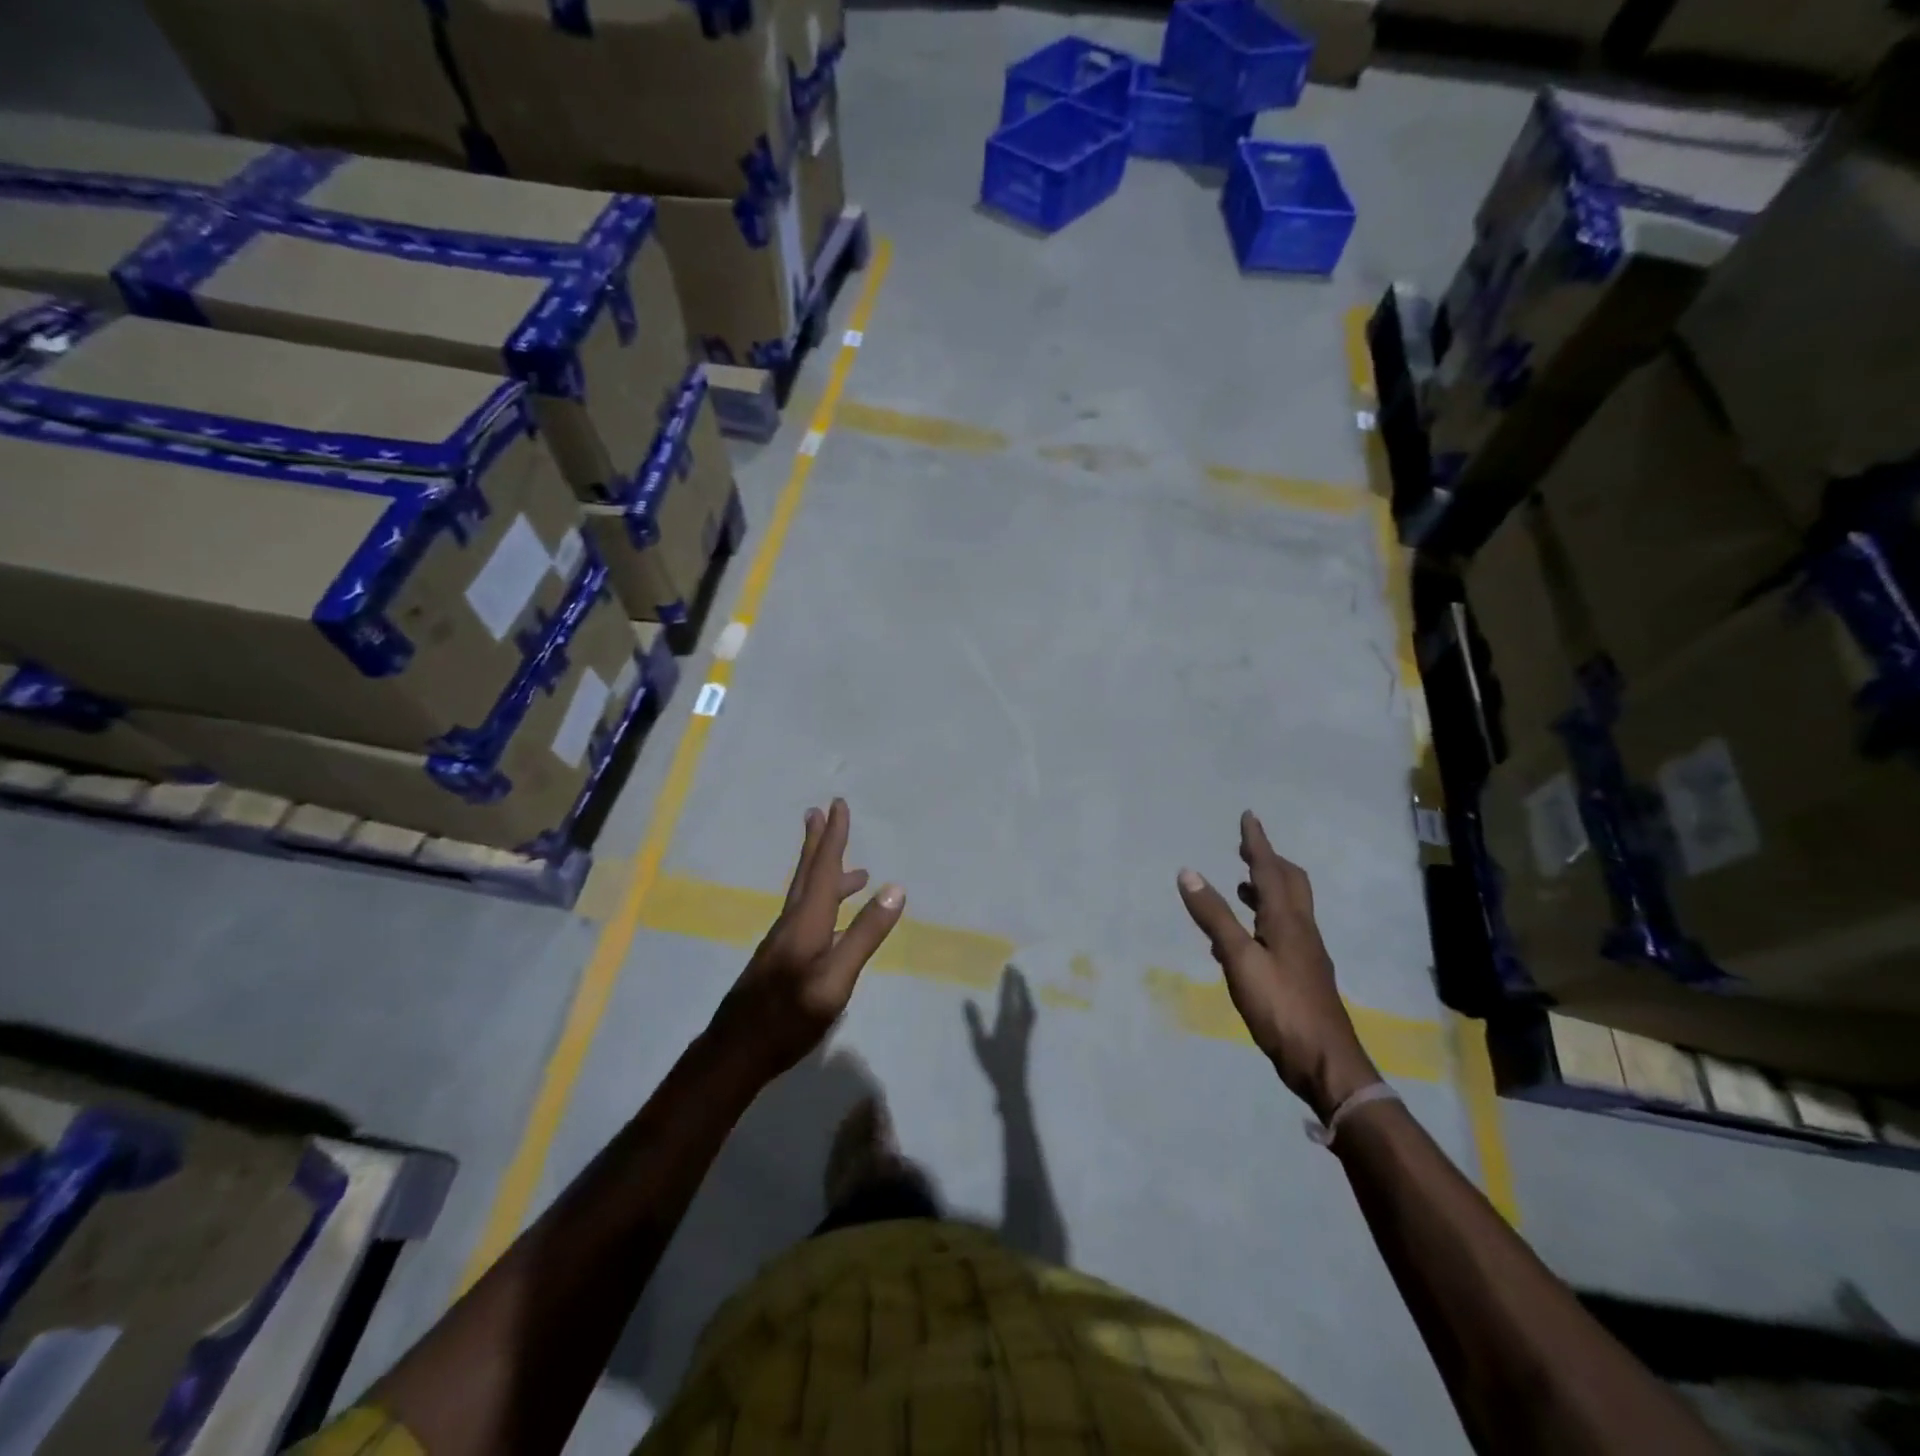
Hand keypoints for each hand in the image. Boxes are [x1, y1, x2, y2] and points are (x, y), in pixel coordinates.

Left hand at [710, 799, 904, 1082]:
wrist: (735, 1053)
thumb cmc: (789, 1017)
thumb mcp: (836, 979)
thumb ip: (865, 934)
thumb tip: (895, 888)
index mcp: (806, 921)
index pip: (824, 869)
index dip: (833, 837)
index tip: (837, 805)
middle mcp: (792, 923)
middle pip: (807, 875)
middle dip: (818, 844)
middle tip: (819, 813)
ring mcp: (783, 943)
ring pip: (807, 897)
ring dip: (826, 876)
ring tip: (856, 873)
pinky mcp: (781, 961)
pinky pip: (807, 916)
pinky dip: (825, 904)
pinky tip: (835, 922)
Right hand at [966, 970, 1035, 1106]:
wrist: (1013, 1087)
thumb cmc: (993, 1066)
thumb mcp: (979, 1044)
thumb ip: (974, 1021)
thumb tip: (967, 1000)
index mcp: (1007, 1022)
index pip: (1008, 996)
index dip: (1008, 981)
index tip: (1008, 966)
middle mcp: (1020, 1023)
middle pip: (1021, 997)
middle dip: (1019, 982)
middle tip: (1015, 968)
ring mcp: (1026, 1030)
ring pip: (1028, 1005)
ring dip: (1025, 991)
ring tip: (1021, 982)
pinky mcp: (1028, 1037)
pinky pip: (1030, 1014)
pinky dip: (1028, 1003)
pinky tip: (1025, 1005)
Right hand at [1177, 812, 1378, 1122]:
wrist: (1325, 1063)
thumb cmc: (1281, 1007)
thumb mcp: (1240, 960)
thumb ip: (1214, 917)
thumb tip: (1188, 872)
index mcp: (1288, 920)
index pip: (1271, 870)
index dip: (1258, 843)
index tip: (1249, 817)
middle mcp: (1301, 930)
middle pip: (1290, 885)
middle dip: (1268, 862)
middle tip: (1245, 850)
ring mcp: (1305, 954)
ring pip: (1287, 910)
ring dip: (1266, 891)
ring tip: (1241, 887)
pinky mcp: (1302, 975)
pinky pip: (1280, 933)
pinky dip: (1261, 921)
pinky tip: (1241, 940)